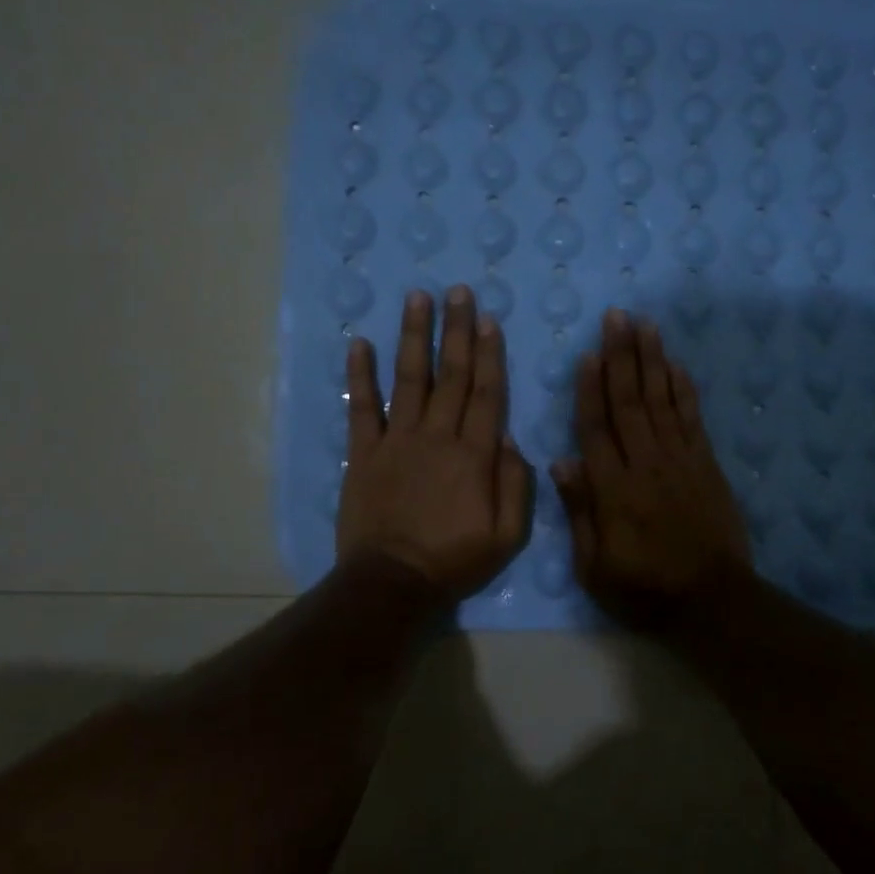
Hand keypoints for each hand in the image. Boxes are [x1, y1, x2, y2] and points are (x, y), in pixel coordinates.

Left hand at [338, 287, 532, 599]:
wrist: (392, 581)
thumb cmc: (454, 560)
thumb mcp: (507, 535)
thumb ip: (515, 484)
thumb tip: (510, 438)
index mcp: (474, 454)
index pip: (486, 393)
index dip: (489, 354)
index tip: (488, 320)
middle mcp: (437, 436)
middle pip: (450, 374)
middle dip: (456, 330)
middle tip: (458, 292)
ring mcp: (397, 440)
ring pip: (409, 378)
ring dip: (413, 336)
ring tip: (416, 298)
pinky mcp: (363, 452)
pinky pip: (362, 407)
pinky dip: (359, 375)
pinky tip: (358, 343)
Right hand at [551, 309, 752, 625]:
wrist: (712, 600)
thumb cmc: (644, 589)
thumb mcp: (595, 567)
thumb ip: (579, 512)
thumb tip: (562, 462)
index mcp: (613, 488)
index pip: (596, 427)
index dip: (590, 388)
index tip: (588, 352)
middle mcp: (645, 463)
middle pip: (630, 401)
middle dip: (622, 356)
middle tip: (617, 316)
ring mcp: (680, 460)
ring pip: (661, 400)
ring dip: (652, 360)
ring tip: (645, 324)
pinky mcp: (706, 464)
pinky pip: (692, 418)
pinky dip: (684, 389)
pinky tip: (676, 365)